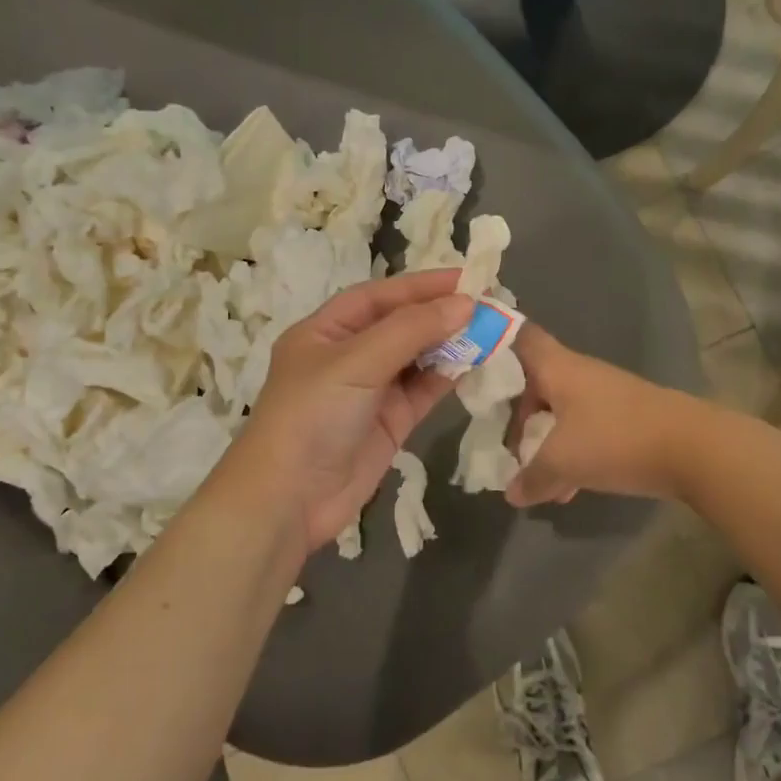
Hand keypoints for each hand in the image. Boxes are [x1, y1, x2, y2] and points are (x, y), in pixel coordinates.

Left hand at [227, 270, 471, 553]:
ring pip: (417, 357)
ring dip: (450, 344)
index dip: (422, 285)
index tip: (467, 279)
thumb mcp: (357, 362)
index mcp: (326, 330)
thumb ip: (411, 330)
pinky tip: (475, 363)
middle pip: (401, 324)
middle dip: (441, 313)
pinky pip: (424, 389)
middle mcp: (349, 355)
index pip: (380, 296)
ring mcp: (371, 390)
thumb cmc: (312, 416)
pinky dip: (448, 376)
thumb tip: (465, 304)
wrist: (290, 500)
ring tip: (491, 331)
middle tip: (489, 305)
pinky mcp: (390, 422)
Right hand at [507, 325, 698, 506]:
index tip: (474, 369)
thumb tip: (511, 493)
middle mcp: (579, 374)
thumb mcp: (563, 462)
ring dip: (545, 442)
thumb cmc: (616, 439)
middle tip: (504, 447)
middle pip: (535, 383)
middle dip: (517, 417)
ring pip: (560, 412)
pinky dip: (571, 453)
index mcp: (558, 368)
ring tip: (536, 481)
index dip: (495, 345)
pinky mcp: (625, 418)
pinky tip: (569, 490)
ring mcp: (605, 395)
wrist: (693, 448)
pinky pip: (584, 430)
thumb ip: (531, 477)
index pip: (520, 337)